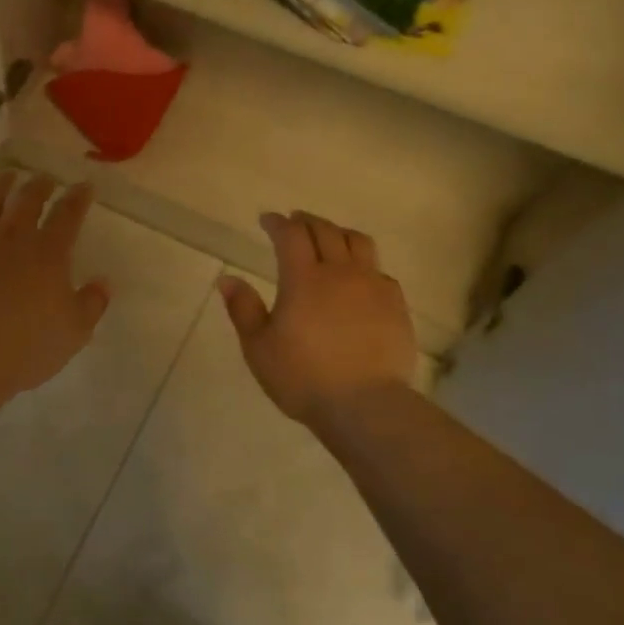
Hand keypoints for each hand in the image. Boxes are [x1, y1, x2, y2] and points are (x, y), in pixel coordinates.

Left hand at [0, 173, 110, 397]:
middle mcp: (13, 235)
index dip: (78, 197)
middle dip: (40, 184)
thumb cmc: (26, 347)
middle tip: (46, 179)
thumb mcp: (74, 332)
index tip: (84, 185)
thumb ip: (92, 304)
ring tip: (6, 175)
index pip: (69, 214)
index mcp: (49, 251)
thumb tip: (103, 282)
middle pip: (28, 198)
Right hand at [220, 210, 416, 429]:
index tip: (267, 220)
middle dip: (307, 221)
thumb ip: (243, 309)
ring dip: (339, 233)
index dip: (278, 223)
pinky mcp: (396, 305)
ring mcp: (373, 286)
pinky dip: (365, 265)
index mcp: (303, 279)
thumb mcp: (258, 347)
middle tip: (295, 221)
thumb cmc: (302, 376)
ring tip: (330, 238)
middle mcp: (340, 272)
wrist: (364, 404)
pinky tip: (359, 278)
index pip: (291, 235)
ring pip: (359, 243)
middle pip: (326, 231)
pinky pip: (380, 272)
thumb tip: (227, 279)